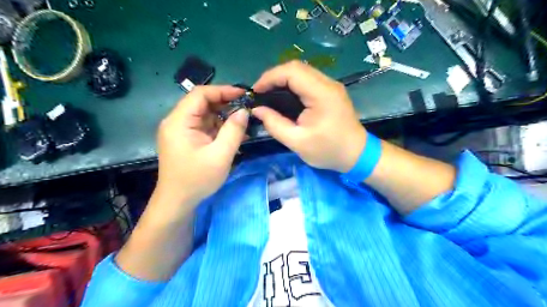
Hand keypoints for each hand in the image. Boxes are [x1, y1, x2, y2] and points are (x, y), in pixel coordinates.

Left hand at [154, 85, 248, 210]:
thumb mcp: (220, 155)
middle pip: (202, 103)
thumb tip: (244, 111)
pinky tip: (235, 134)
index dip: (223, 90)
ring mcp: (181, 131)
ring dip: (224, 116)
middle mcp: (177, 122)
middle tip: (247, 108)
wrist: (178, 202)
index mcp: (179, 122)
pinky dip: (220, 128)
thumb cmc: (197, 180)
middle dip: (226, 103)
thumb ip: (234, 131)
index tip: (243, 94)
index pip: (200, 94)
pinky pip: (205, 127)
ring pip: (205, 115)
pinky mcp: (187, 139)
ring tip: (244, 122)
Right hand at [253, 61, 366, 172]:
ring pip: (302, 71)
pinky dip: (293, 84)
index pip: (292, 72)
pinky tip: (284, 96)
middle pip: (296, 67)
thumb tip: (257, 110)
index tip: (255, 91)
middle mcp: (328, 84)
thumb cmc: (328, 150)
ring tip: (269, 93)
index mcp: (321, 94)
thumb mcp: (297, 142)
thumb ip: (275, 124)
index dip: (270, 77)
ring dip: (283, 79)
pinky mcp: (331, 91)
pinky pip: (308, 80)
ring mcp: (331, 86)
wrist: (357, 154)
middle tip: (260, 93)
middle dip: (274, 77)